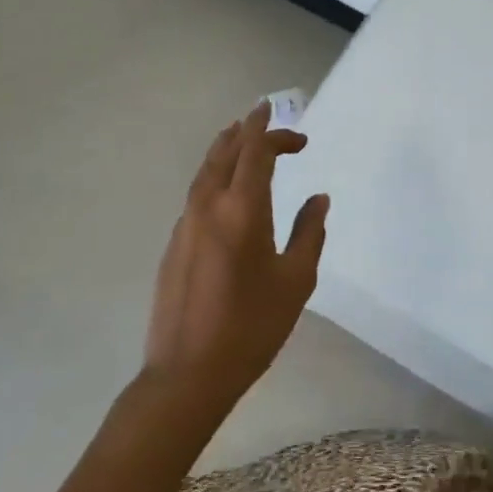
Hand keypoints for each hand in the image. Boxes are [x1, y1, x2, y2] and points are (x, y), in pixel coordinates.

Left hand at [143, 101, 327, 415]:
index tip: (297, 132)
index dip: (274, 131)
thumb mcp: (295, 280)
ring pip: (206, 168)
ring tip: (242, 138)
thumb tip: (318, 198)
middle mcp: (209, 205)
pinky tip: (225, 189)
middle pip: (226, 150)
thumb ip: (309, 232)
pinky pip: (197, 192)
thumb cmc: (250, 327)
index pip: (256, 150)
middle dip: (249, 129)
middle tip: (267, 117)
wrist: (186, 374)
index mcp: (242, 208)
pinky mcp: (174, 243)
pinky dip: (215, 174)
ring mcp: (186, 223)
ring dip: (227, 147)